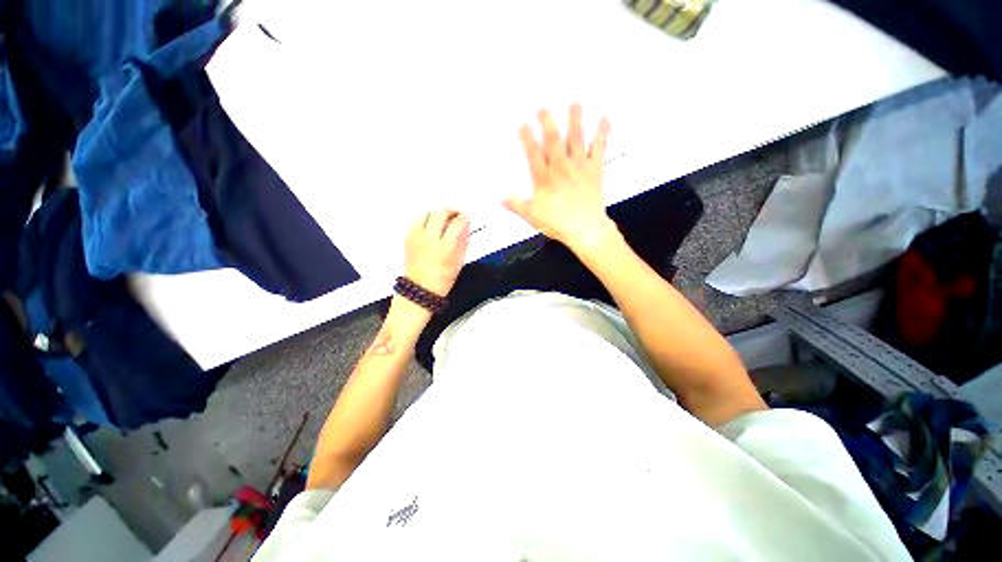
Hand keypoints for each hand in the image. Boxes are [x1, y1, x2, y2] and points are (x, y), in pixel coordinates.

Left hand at [404, 210, 470, 295]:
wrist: (420, 290)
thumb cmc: (442, 280)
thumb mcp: (458, 262)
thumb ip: (463, 243)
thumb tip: (466, 228)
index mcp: (445, 247)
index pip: (456, 224)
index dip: (463, 217)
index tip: (467, 215)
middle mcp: (429, 239)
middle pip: (439, 214)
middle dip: (449, 210)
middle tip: (456, 213)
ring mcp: (416, 238)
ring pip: (425, 214)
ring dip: (436, 213)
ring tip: (442, 217)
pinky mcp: (408, 239)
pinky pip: (416, 222)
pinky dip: (425, 220)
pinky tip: (431, 225)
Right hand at [503, 104, 615, 252]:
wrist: (585, 229)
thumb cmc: (557, 223)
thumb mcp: (532, 216)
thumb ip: (517, 205)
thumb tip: (501, 199)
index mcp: (544, 178)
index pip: (533, 154)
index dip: (527, 138)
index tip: (522, 123)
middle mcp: (561, 167)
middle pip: (553, 141)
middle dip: (547, 122)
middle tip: (544, 106)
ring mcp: (579, 167)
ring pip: (576, 139)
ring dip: (575, 120)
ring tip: (574, 102)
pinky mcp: (595, 170)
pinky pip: (599, 148)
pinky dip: (603, 133)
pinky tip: (605, 119)